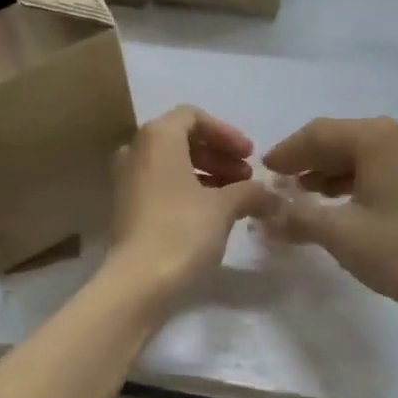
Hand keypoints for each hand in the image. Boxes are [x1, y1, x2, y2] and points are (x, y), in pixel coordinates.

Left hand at [108, 106, 271, 301]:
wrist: (137, 281)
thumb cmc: (182, 230)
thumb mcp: (224, 207)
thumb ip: (250, 192)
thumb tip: (272, 196)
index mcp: (157, 136)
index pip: (193, 116)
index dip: (226, 133)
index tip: (250, 156)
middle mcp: (136, 149)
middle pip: (182, 138)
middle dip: (218, 155)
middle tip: (246, 178)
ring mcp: (126, 178)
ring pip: (171, 163)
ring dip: (206, 173)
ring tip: (235, 197)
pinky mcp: (125, 205)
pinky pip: (160, 183)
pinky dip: (186, 188)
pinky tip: (211, 213)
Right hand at [263, 116, 397, 326]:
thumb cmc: (397, 251)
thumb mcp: (337, 232)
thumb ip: (295, 215)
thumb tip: (264, 212)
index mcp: (377, 139)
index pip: (318, 134)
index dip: (287, 151)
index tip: (264, 170)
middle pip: (339, 138)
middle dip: (306, 159)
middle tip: (279, 182)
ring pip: (358, 153)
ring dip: (327, 170)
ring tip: (302, 194)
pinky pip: (376, 167)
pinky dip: (350, 179)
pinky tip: (335, 202)